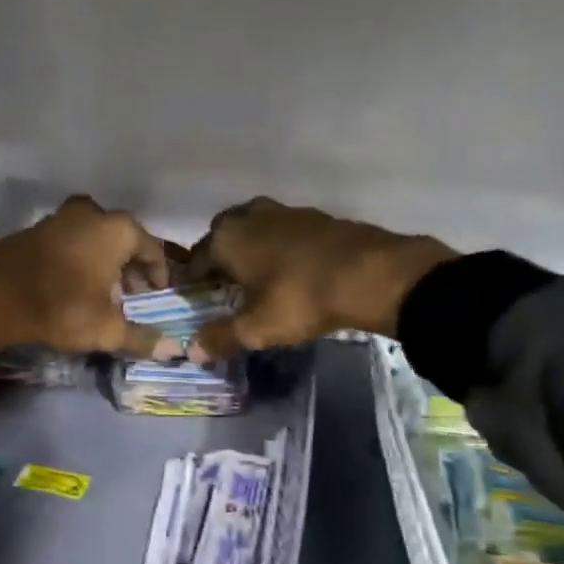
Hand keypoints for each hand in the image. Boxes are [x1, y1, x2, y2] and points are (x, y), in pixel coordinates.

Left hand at [0, 196, 176, 359]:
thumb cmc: (63, 306)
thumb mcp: (106, 329)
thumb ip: (141, 337)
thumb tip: (174, 350)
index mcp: (119, 229)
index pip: (153, 250)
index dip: (159, 275)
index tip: (158, 295)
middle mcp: (93, 213)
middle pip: (123, 240)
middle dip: (130, 267)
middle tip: (131, 296)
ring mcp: (61, 217)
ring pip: (94, 238)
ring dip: (103, 261)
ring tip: (102, 292)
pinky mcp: (35, 228)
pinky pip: (70, 241)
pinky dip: (78, 258)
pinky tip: (72, 284)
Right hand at [187, 197, 454, 358]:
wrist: (371, 274)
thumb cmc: (301, 298)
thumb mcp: (258, 327)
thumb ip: (221, 337)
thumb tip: (191, 351)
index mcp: (227, 238)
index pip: (196, 259)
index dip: (193, 281)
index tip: (196, 300)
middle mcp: (250, 216)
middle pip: (224, 235)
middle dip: (221, 257)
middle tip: (226, 286)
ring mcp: (286, 212)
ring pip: (256, 228)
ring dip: (253, 248)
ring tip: (259, 278)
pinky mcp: (317, 217)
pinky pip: (286, 232)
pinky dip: (282, 247)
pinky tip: (292, 270)